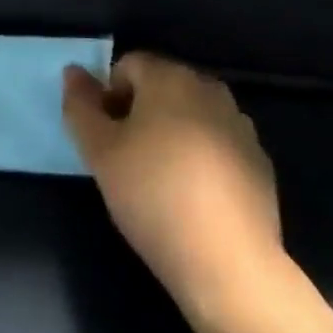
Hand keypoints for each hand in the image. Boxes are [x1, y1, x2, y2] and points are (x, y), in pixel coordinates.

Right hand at [62, 51, 281, 322]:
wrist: (230, 265)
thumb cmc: (155, 197)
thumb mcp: (100, 154)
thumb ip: (80, 107)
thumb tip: (74, 72)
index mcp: (169, 76)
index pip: (127, 66)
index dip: (109, 98)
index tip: (107, 141)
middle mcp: (207, 86)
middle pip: (161, 87)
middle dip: (141, 115)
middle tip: (128, 163)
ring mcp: (239, 123)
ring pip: (191, 116)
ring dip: (174, 136)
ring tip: (162, 185)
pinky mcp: (259, 160)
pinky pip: (219, 146)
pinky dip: (204, 161)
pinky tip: (196, 201)